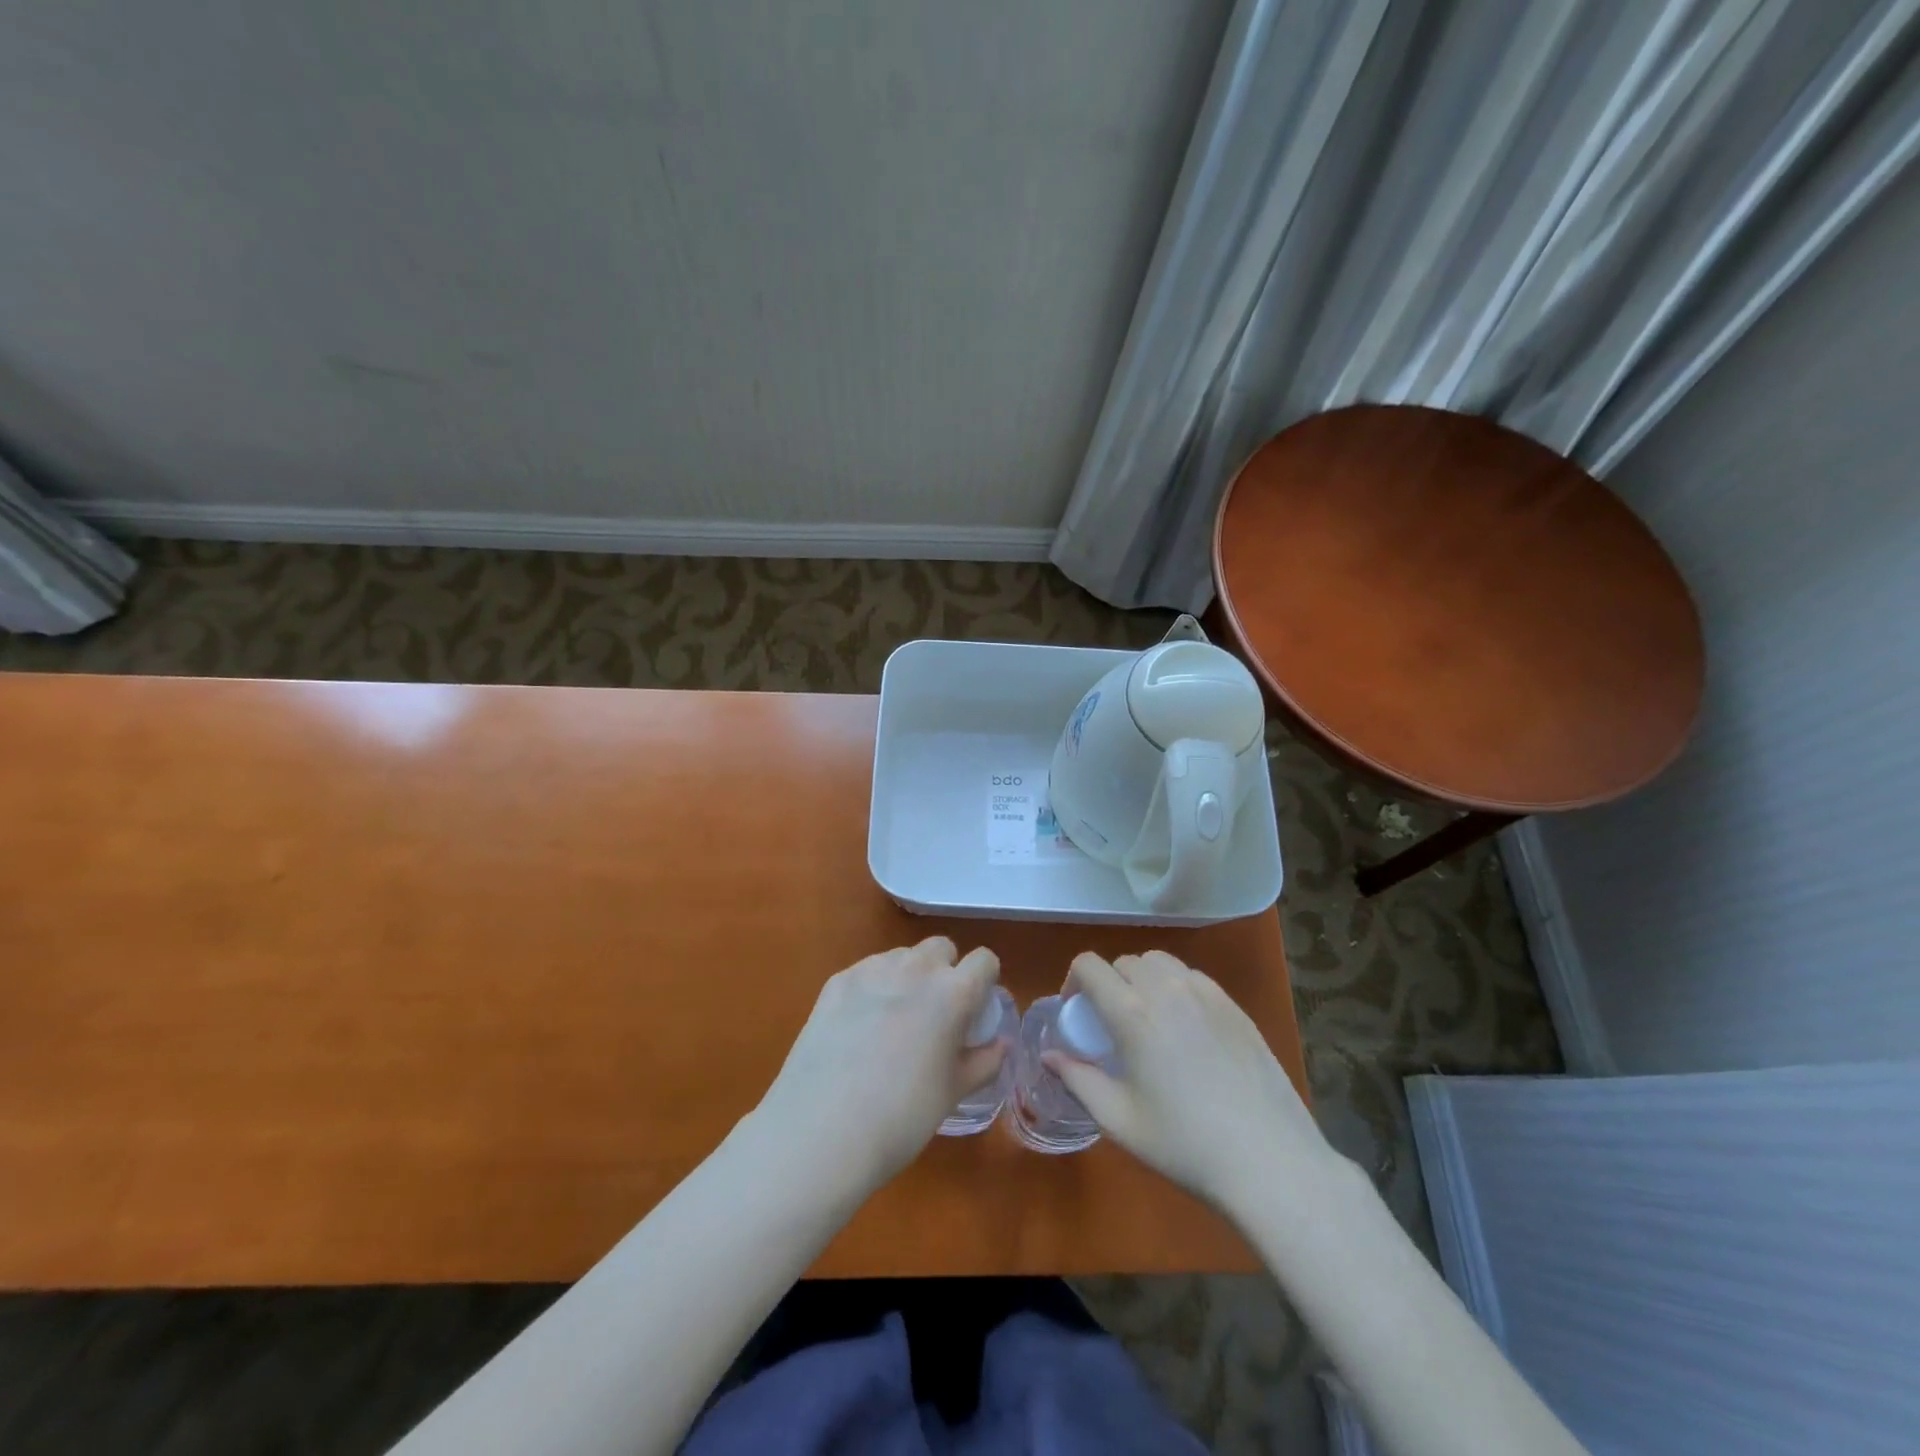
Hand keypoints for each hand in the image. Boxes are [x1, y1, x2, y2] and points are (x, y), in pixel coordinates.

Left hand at [751, 937, 1004, 1196]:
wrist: (821, 1131)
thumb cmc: (901, 1118)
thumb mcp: (952, 1093)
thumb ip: (983, 1062)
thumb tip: (999, 1044)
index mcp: (953, 993)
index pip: (984, 961)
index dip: (984, 982)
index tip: (975, 1010)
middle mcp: (916, 969)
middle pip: (941, 948)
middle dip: (945, 971)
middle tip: (936, 1014)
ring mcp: (872, 970)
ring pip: (903, 956)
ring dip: (908, 976)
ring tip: (895, 1020)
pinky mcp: (837, 981)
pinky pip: (867, 970)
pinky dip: (873, 987)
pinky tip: (859, 1026)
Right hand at [1046, 950, 1341, 1215]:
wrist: (1269, 1161)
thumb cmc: (1184, 1145)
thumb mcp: (1119, 1120)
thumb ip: (1078, 1080)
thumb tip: (1049, 1056)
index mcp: (1132, 1013)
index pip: (1089, 965)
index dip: (1073, 981)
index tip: (1076, 1012)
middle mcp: (1167, 989)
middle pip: (1124, 962)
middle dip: (1109, 984)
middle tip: (1111, 1024)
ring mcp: (1206, 993)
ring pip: (1160, 963)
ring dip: (1143, 979)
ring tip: (1148, 1019)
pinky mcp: (1234, 1006)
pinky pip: (1193, 977)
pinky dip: (1177, 987)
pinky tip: (1186, 1028)